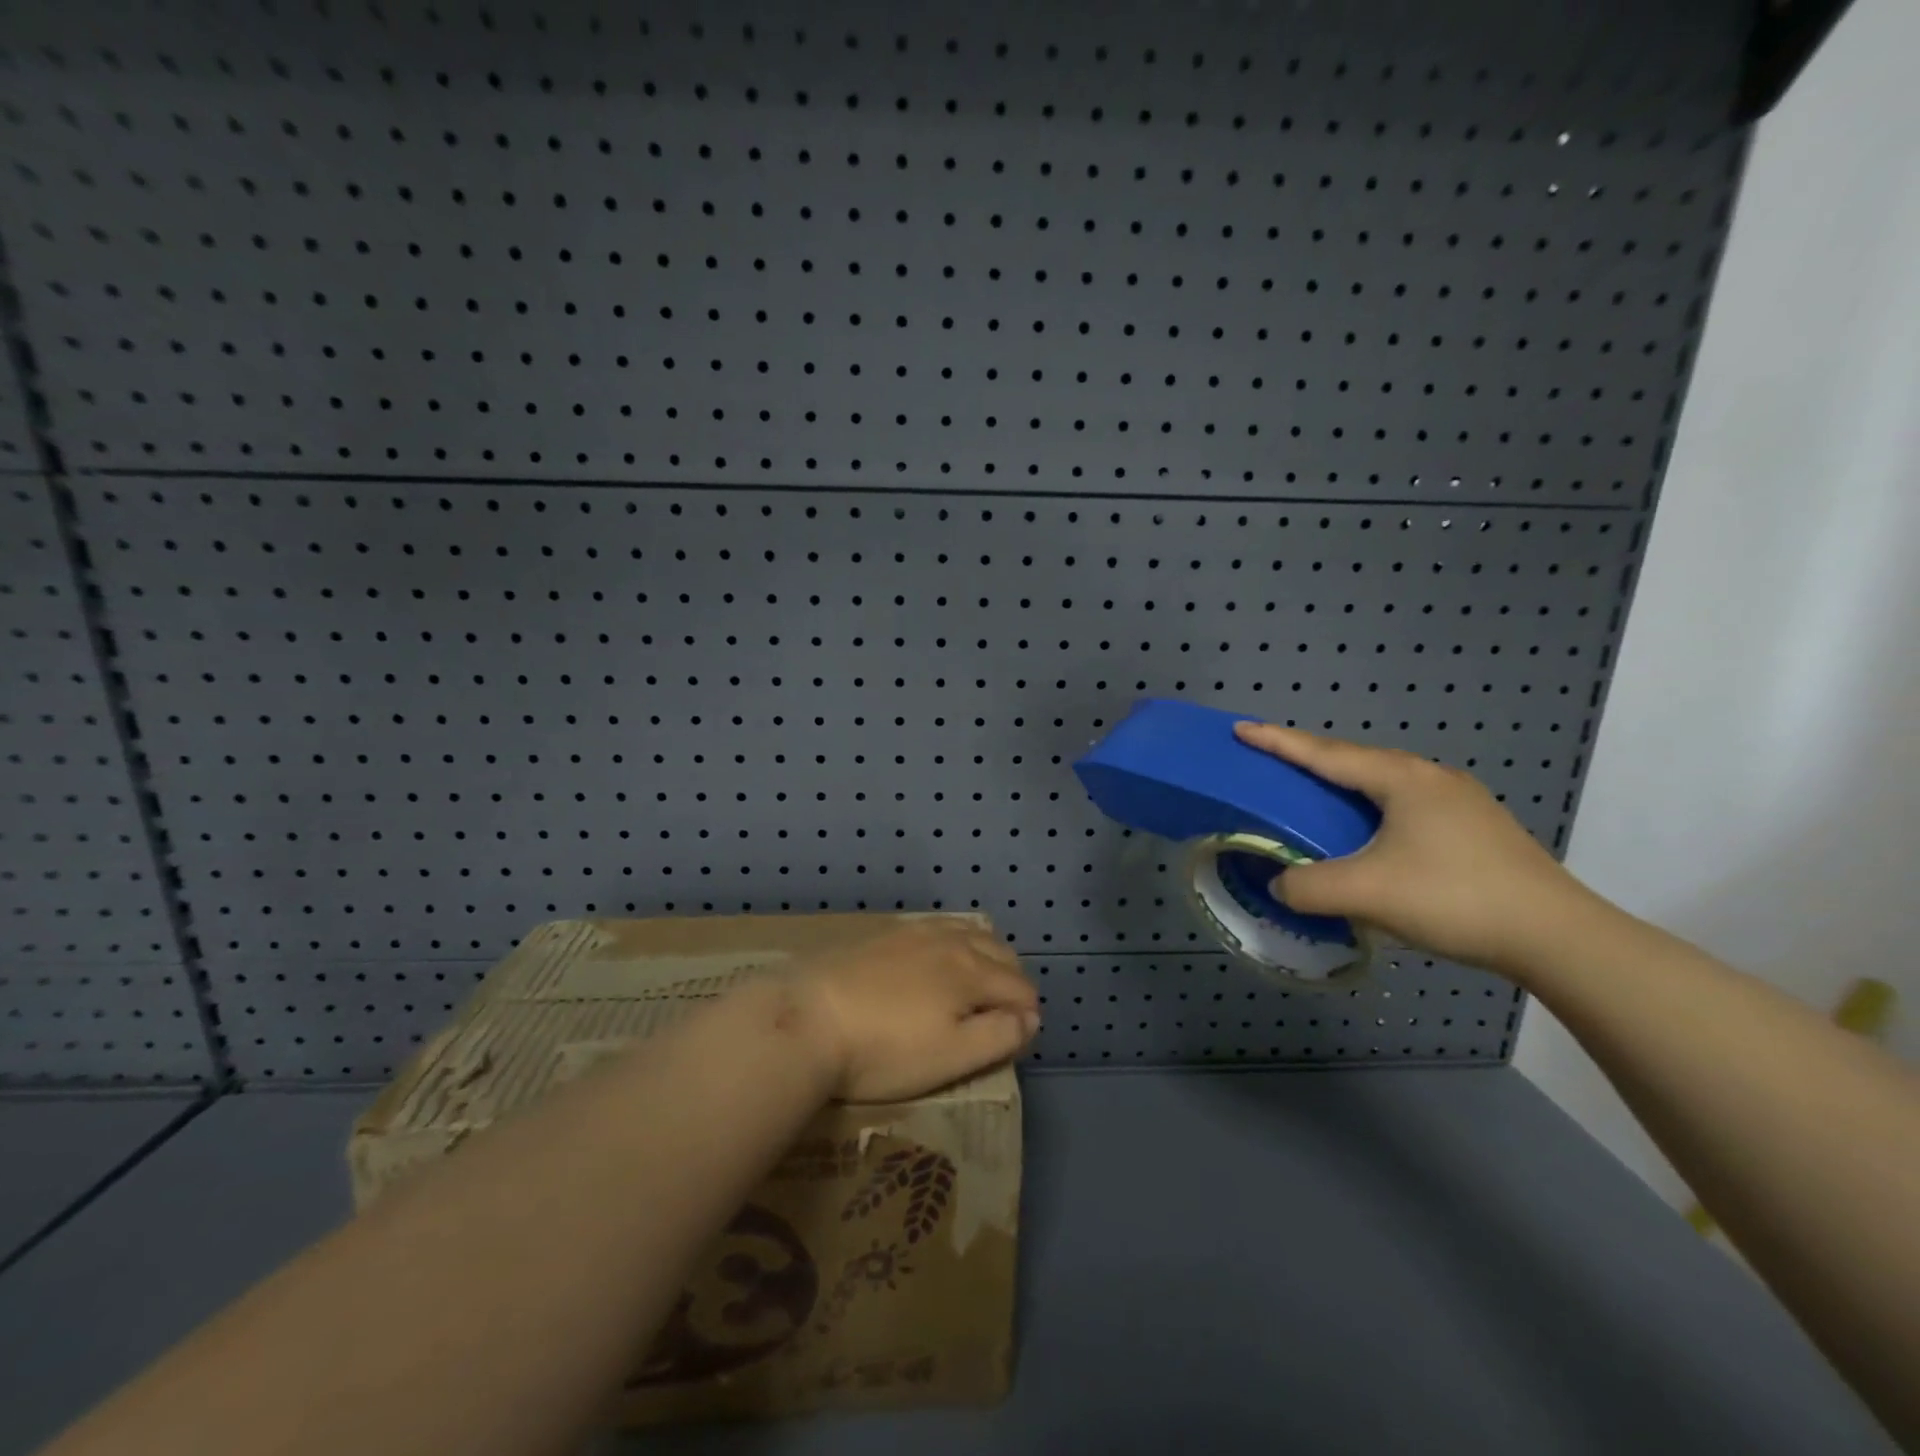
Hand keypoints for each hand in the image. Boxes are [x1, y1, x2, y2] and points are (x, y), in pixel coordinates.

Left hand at [790, 920, 1040, 1101]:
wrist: (807, 1019)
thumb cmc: (883, 1051)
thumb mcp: (950, 1057)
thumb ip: (998, 1036)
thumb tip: (1030, 1017)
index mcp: (972, 972)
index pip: (1020, 988)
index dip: (1027, 1015)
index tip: (1016, 1039)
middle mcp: (951, 941)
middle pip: (1001, 952)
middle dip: (1012, 980)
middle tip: (1001, 1013)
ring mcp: (915, 931)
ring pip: (970, 932)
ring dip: (986, 955)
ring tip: (977, 982)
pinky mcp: (885, 932)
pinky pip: (938, 926)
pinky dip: (955, 940)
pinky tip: (937, 957)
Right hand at [1233, 722, 1599, 975]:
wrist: (1558, 937)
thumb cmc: (1454, 898)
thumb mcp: (1366, 893)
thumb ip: (1307, 887)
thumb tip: (1280, 884)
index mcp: (1401, 779)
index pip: (1324, 753)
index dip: (1278, 742)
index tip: (1241, 728)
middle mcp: (1430, 778)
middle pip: (1354, 760)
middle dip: (1309, 759)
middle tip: (1272, 765)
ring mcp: (1459, 801)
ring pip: (1383, 783)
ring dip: (1342, 786)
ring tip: (1313, 798)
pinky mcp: (1474, 828)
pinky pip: (1404, 805)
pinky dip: (1369, 809)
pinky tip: (1366, 833)